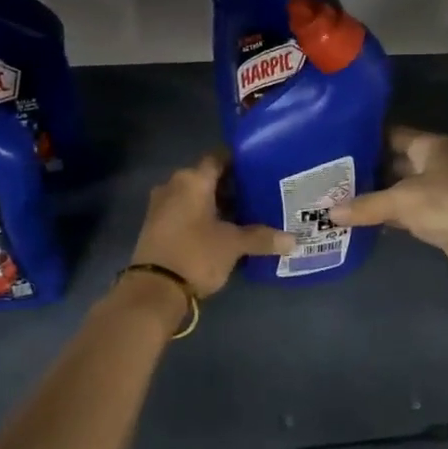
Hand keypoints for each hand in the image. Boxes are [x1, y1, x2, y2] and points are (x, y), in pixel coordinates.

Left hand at [130, 152, 293, 297]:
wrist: (154, 290)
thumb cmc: (196, 254)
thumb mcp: (233, 245)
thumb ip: (262, 238)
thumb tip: (293, 241)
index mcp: (192, 180)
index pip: (218, 158)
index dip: (239, 161)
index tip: (259, 168)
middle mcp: (173, 186)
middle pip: (207, 178)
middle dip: (231, 186)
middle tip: (258, 193)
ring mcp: (161, 206)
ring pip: (195, 197)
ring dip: (216, 204)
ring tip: (246, 213)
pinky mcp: (157, 227)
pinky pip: (185, 213)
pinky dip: (203, 217)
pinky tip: (223, 230)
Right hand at [332, 127, 447, 284]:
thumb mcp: (401, 201)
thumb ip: (366, 205)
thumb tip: (330, 213)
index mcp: (430, 146)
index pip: (392, 135)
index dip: (366, 139)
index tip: (336, 145)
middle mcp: (435, 164)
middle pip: (395, 162)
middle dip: (367, 170)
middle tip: (331, 176)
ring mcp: (440, 192)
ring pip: (400, 189)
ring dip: (376, 196)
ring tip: (338, 197)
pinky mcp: (441, 218)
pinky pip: (407, 212)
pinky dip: (388, 216)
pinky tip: (362, 220)